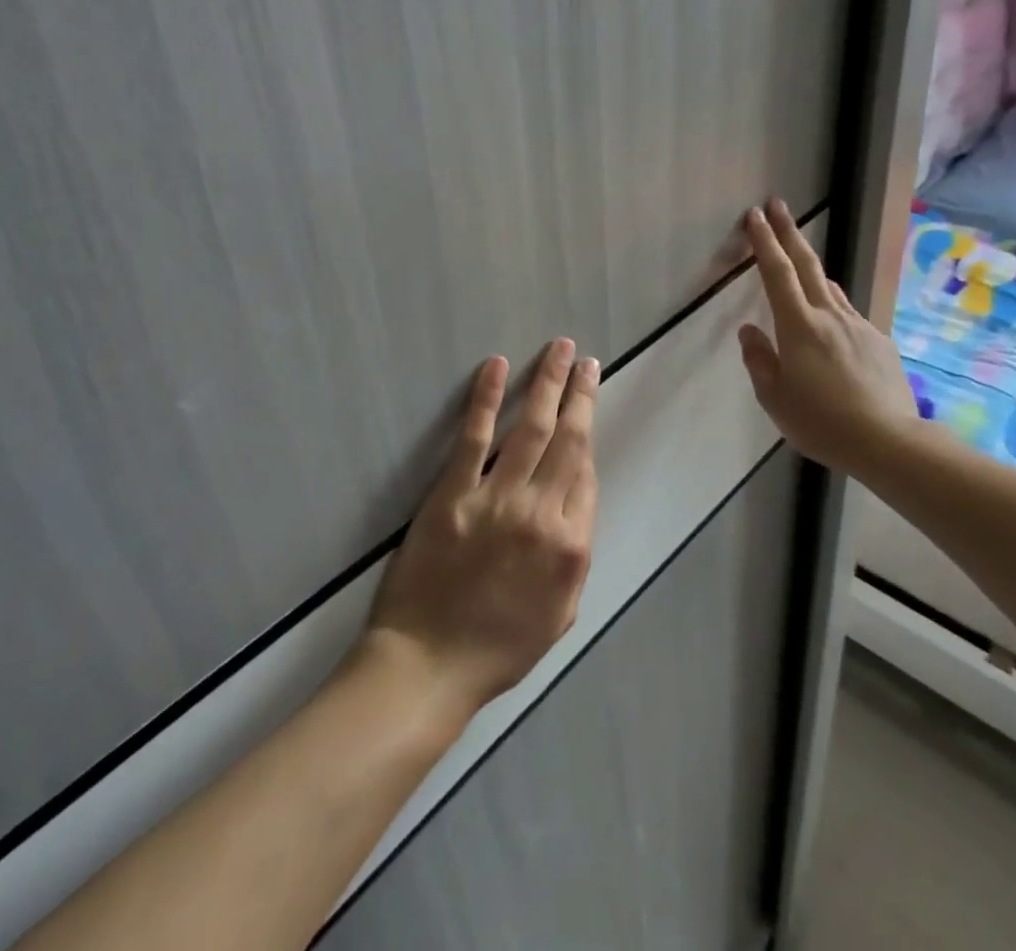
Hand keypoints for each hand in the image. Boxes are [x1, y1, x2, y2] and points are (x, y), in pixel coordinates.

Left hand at [364, 339, 599, 714]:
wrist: (429, 665)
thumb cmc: (497, 648)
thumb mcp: (560, 613)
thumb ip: (575, 555)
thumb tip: (576, 501)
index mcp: (570, 547)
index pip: (585, 472)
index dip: (586, 432)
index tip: (586, 400)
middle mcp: (541, 514)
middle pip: (568, 439)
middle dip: (580, 394)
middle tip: (586, 360)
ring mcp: (496, 500)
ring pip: (531, 428)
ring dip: (548, 383)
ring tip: (559, 350)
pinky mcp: (453, 494)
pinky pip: (475, 437)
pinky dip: (487, 398)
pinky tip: (497, 367)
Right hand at [737, 198, 917, 466]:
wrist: (889, 442)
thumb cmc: (821, 421)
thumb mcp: (774, 397)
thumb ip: (759, 359)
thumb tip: (750, 331)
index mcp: (799, 326)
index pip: (777, 273)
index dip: (764, 241)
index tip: (754, 216)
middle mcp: (830, 316)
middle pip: (807, 264)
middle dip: (789, 231)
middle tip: (776, 205)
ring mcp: (859, 326)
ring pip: (829, 287)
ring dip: (810, 268)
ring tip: (798, 263)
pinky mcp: (879, 343)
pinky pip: (848, 314)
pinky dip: (831, 307)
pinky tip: (829, 326)